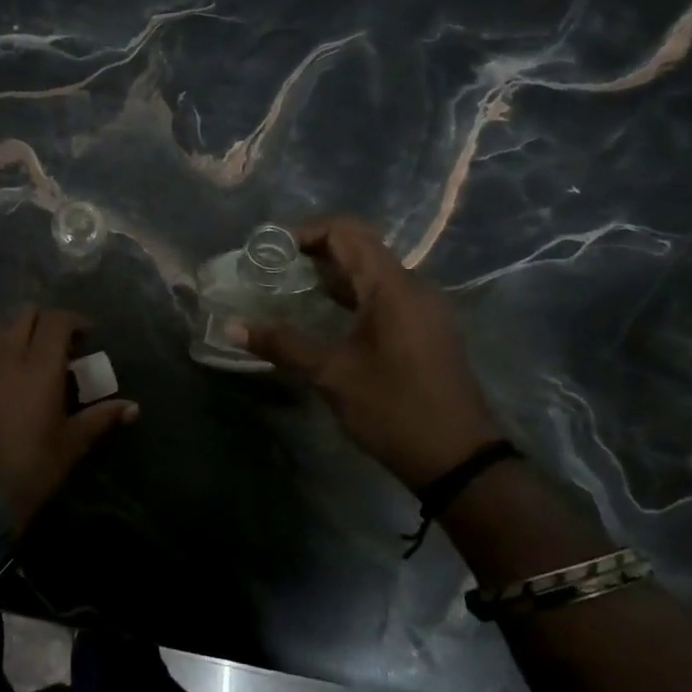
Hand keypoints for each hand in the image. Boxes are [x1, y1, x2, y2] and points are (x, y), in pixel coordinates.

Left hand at [0, 306, 138, 529]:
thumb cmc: (31, 465)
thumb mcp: (71, 443)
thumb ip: (100, 418)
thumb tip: (133, 408)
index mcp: (39, 366)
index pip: (56, 321)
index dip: (74, 321)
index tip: (88, 336)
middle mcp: (8, 356)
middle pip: (25, 314)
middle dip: (46, 321)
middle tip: (63, 344)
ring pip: (2, 328)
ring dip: (21, 332)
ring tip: (36, 357)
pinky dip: (2, 350)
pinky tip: (12, 376)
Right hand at [234, 216, 504, 491]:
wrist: (459, 460)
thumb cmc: (394, 408)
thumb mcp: (332, 374)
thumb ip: (282, 344)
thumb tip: (232, 327)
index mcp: (392, 287)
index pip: (347, 232)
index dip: (305, 231)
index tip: (270, 249)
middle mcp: (413, 287)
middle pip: (360, 246)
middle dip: (314, 249)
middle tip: (272, 266)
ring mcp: (423, 308)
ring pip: (372, 271)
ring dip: (331, 272)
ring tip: (289, 286)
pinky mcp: (425, 328)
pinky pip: (383, 293)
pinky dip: (350, 292)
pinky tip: (323, 313)